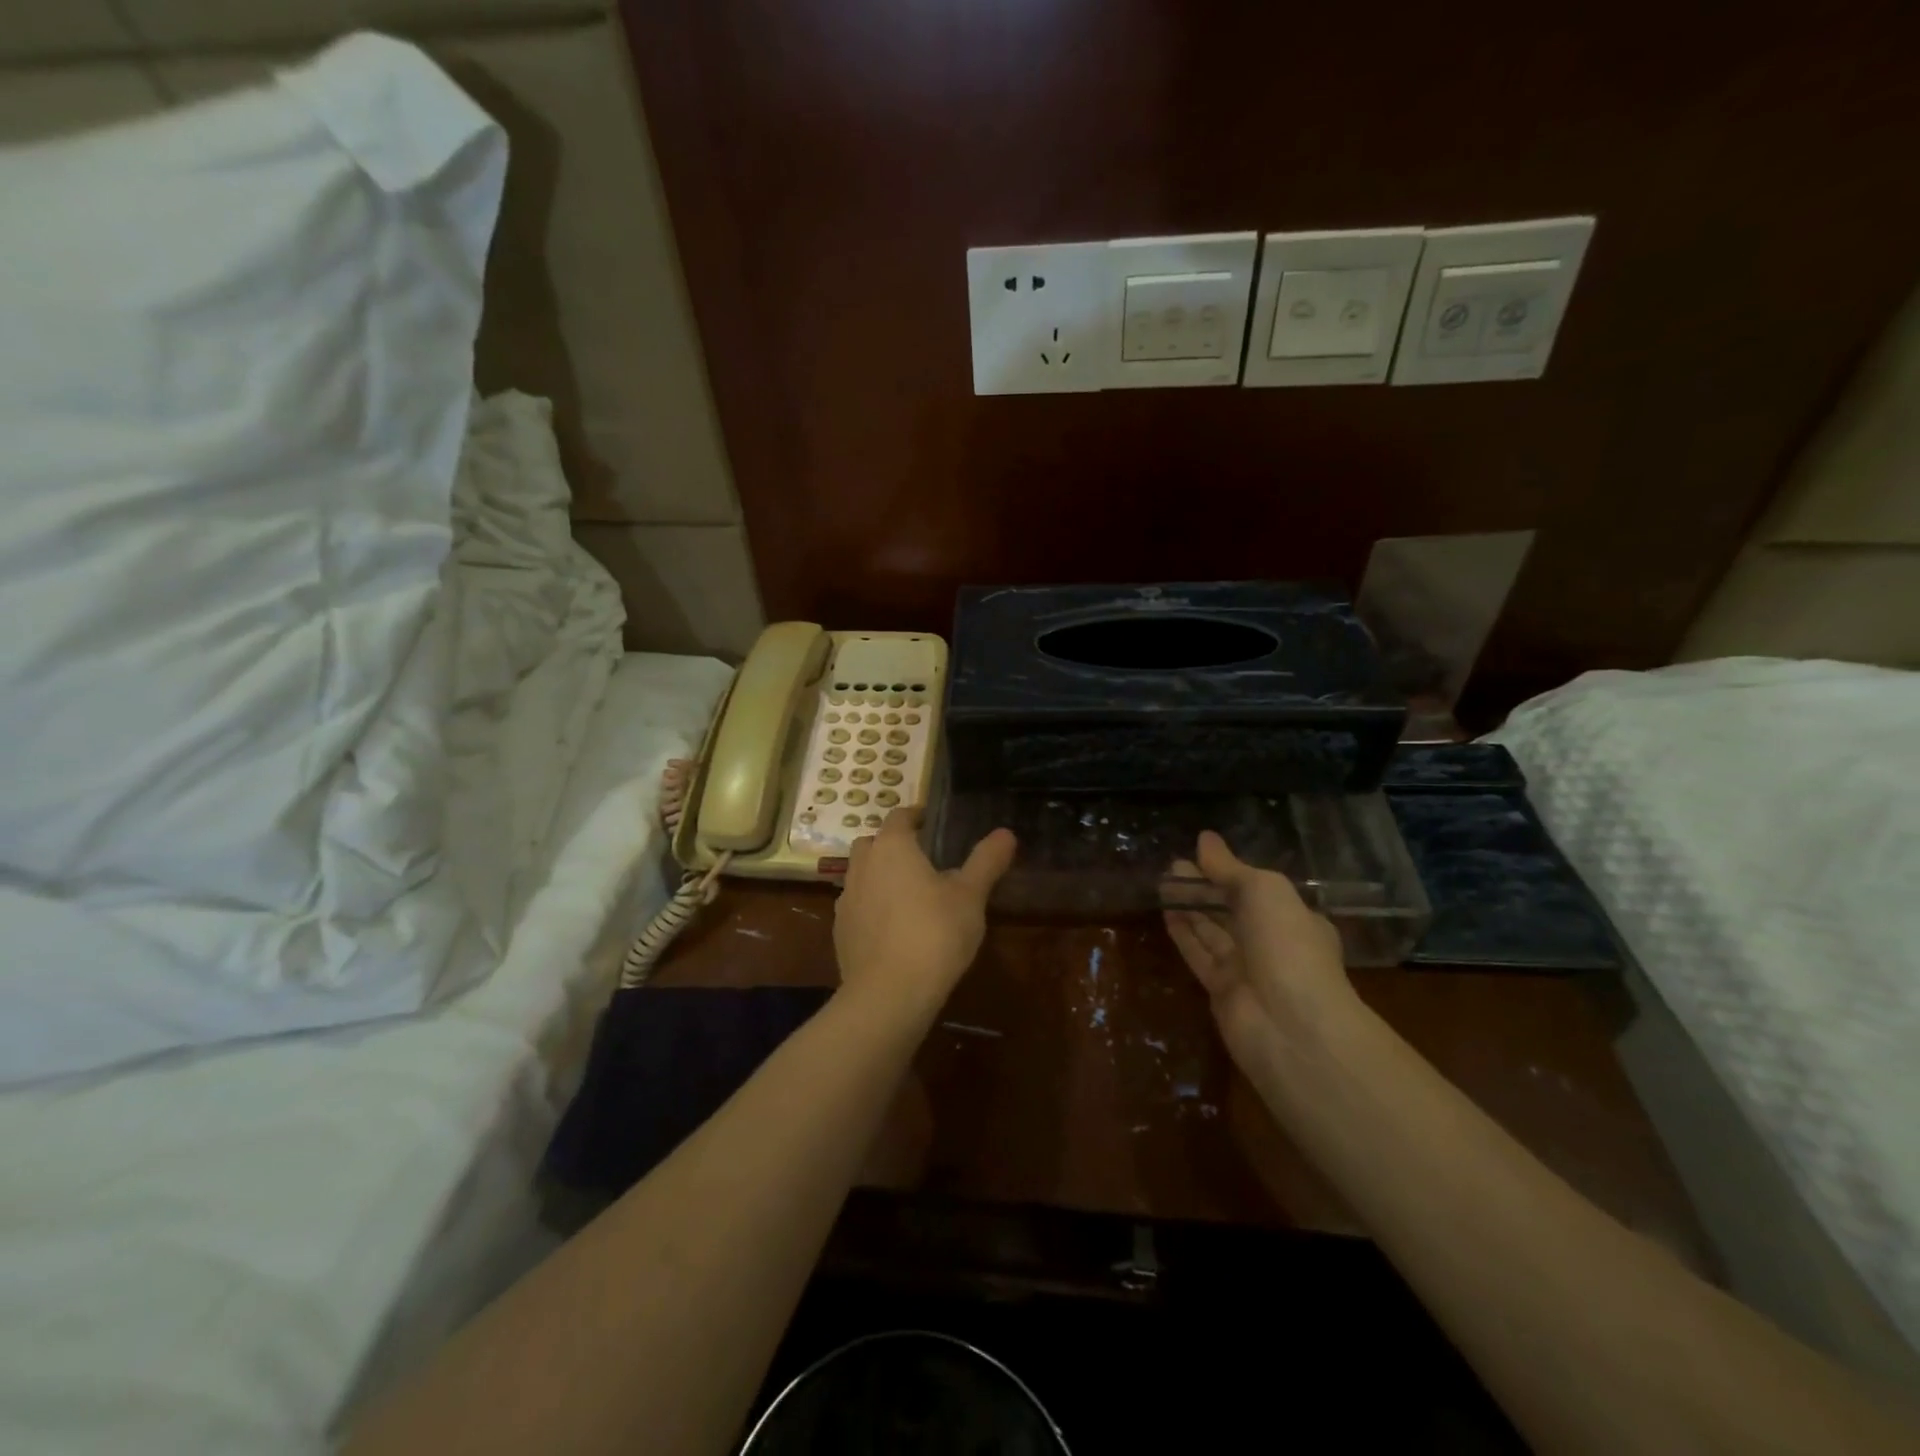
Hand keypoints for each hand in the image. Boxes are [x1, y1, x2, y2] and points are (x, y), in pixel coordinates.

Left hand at [834, 808, 1015, 1018]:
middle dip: (892, 844)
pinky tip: (892, 928)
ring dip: (879, 875)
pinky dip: (871, 907)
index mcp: (892, 847)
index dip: (915, 817)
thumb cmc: (934, 933)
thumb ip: (986, 861)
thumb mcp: (971, 896)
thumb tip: (1006, 833)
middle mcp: (862, 866)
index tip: (932, 823)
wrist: (888, 994)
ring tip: (907, 893)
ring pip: (860, 874)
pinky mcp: (840, 932)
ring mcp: (846, 900)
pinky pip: (856, 906)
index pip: (899, 816)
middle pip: (872, 842)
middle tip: (921, 858)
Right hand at [1163, 831, 1357, 1074]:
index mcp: (1295, 918)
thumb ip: (1229, 867)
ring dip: (1189, 906)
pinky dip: (1183, 933)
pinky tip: (1164, 911)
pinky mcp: (1221, 990)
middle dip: (1203, 888)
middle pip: (1231, 910)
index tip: (1197, 854)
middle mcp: (1272, 943)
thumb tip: (1204, 839)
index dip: (1227, 872)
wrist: (1290, 1024)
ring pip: (1212, 931)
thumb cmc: (1286, 944)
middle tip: (1171, 867)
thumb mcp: (1263, 891)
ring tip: (1161, 881)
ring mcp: (1247, 969)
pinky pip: (1199, 954)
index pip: (1257, 890)